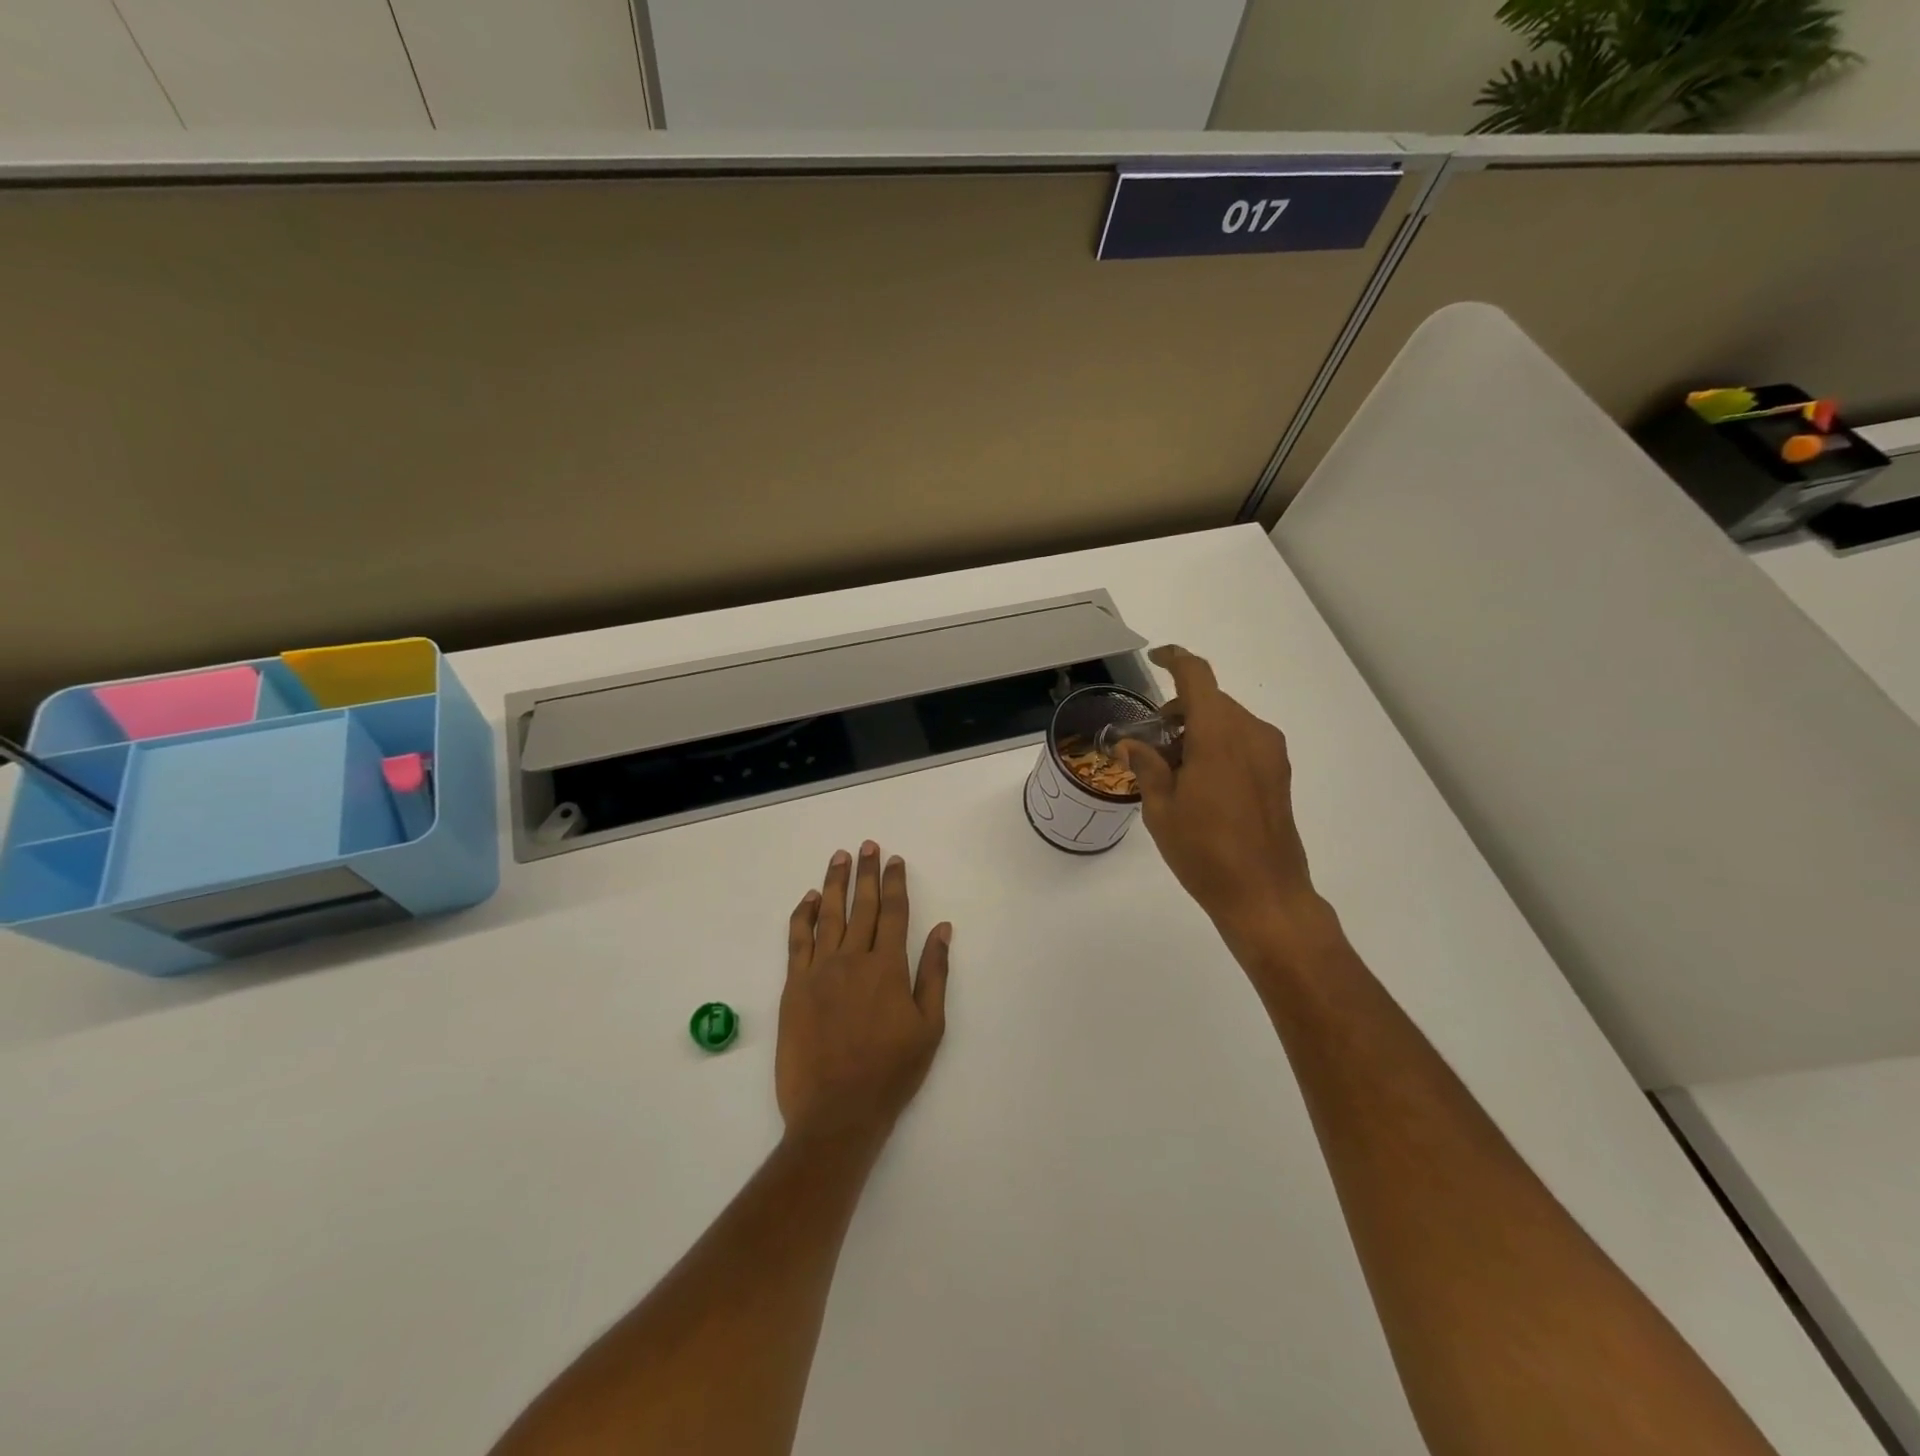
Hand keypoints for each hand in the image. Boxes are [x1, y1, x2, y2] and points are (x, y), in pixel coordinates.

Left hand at [777, 842, 951, 1146]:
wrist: (837, 1112)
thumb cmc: (891, 1072)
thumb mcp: (929, 1027)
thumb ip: (934, 973)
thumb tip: (942, 929)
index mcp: (888, 968)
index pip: (894, 912)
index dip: (895, 882)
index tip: (895, 860)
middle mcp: (853, 960)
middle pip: (861, 905)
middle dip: (866, 872)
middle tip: (867, 845)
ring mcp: (819, 971)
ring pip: (829, 915)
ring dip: (834, 883)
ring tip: (839, 857)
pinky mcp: (794, 987)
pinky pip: (797, 941)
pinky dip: (803, 915)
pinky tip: (809, 898)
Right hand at [1120, 646, 1326, 951]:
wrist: (1266, 896)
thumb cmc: (1205, 852)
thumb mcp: (1161, 809)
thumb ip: (1146, 766)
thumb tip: (1130, 745)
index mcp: (1220, 735)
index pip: (1197, 677)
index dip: (1175, 660)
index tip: (1155, 659)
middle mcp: (1252, 733)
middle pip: (1211, 702)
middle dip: (1178, 712)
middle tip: (1150, 745)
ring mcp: (1271, 754)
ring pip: (1228, 722)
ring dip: (1198, 731)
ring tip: (1172, 772)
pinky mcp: (1279, 775)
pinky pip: (1243, 742)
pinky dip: (1218, 746)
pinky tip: (1199, 784)